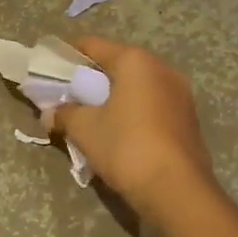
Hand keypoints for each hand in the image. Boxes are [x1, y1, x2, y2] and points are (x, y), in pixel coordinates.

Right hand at [48, 37, 214, 214]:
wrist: (177, 191)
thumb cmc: (126, 147)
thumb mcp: (84, 129)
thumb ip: (63, 114)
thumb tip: (49, 115)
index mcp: (135, 62)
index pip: (93, 45)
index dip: (68, 53)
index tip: (50, 66)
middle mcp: (162, 69)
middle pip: (117, 64)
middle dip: (91, 77)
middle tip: (68, 94)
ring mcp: (180, 95)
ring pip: (137, 86)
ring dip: (113, 96)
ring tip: (91, 115)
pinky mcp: (188, 120)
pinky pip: (151, 105)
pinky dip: (132, 111)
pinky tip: (117, 132)